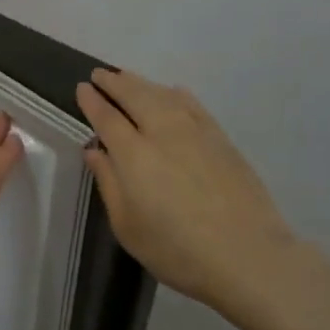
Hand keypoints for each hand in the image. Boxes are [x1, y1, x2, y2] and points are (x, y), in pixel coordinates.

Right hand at [77, 68, 308, 313]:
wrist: (247, 255)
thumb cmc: (177, 250)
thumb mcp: (128, 226)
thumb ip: (108, 183)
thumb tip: (94, 150)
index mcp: (133, 154)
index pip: (106, 117)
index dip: (92, 100)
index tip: (81, 88)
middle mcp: (162, 132)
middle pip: (134, 95)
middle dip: (114, 82)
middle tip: (99, 74)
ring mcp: (195, 132)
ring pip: (162, 94)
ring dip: (141, 83)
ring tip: (127, 78)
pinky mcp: (221, 138)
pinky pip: (193, 104)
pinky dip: (176, 94)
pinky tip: (172, 92)